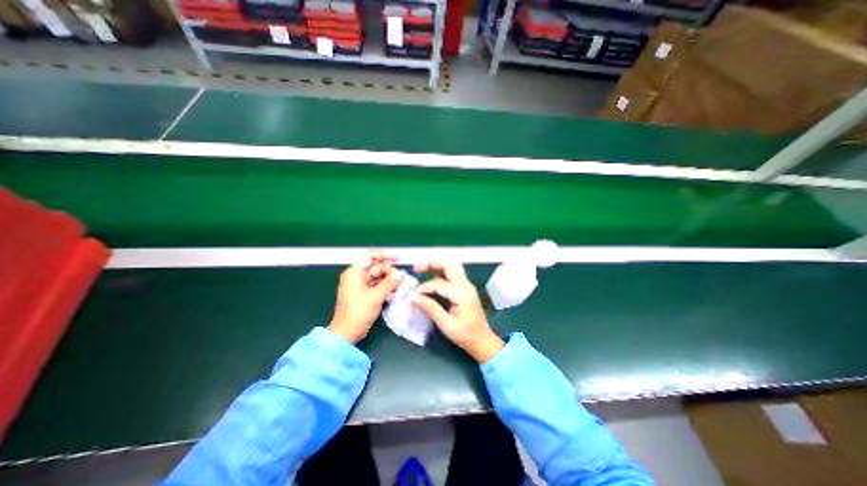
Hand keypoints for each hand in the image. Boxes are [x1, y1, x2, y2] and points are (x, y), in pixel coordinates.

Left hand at [327, 252, 405, 343]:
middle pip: (376, 267)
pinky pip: (377, 285)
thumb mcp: (375, 296)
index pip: (369, 257)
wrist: (346, 333)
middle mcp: (356, 277)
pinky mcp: (364, 294)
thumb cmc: (357, 313)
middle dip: (389, 271)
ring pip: (378, 277)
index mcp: (354, 273)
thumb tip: (401, 274)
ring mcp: (360, 286)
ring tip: (400, 285)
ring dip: (389, 280)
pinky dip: (386, 287)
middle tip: (401, 278)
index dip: (384, 255)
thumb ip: (389, 283)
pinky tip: (394, 292)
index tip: (398, 258)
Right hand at [410, 262, 505, 359]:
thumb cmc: (466, 335)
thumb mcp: (446, 325)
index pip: (438, 283)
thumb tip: (413, 297)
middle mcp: (466, 285)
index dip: (424, 287)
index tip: (413, 295)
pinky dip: (440, 272)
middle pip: (449, 264)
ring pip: (451, 266)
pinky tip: (431, 278)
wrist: (483, 340)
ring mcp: (467, 285)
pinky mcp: (465, 288)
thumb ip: (431, 308)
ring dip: (436, 265)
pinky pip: (452, 274)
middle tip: (416, 267)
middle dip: (432, 262)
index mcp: (462, 294)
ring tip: (421, 269)